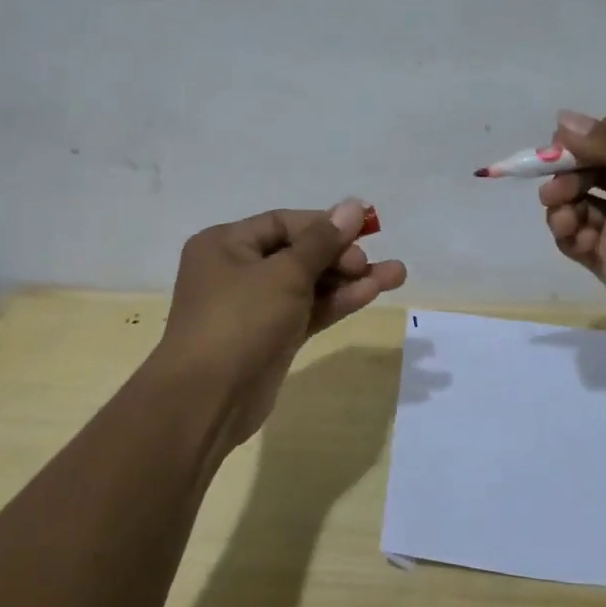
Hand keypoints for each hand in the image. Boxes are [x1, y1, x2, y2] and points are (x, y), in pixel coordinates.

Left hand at [161, 200, 406, 448]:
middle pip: (298, 252)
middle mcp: (237, 270)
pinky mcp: (272, 337)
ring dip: (348, 279)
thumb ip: (323, 241)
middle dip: (341, 255)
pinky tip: (372, 293)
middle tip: (368, 263)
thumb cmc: (240, 321)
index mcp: (226, 244)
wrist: (208, 400)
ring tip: (397, 274)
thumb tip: (353, 206)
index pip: (284, 222)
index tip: (364, 230)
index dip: (325, 224)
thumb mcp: (284, 274)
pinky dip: (336, 302)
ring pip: (308, 284)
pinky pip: (308, 310)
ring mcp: (255, 307)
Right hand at [538, 110, 605, 347]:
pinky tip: (577, 237)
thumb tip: (562, 118)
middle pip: (587, 169)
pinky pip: (575, 238)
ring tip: (564, 217)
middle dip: (566, 173)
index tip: (560, 144)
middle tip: (555, 188)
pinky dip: (567, 234)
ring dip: (561, 204)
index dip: (584, 139)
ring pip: (575, 203)